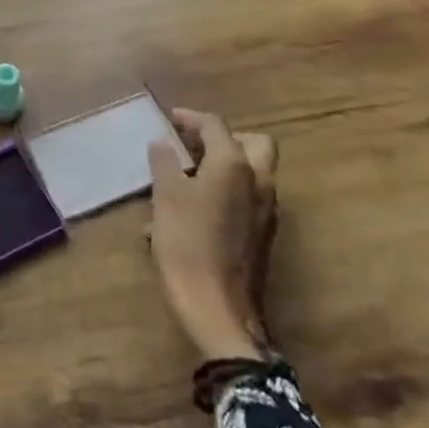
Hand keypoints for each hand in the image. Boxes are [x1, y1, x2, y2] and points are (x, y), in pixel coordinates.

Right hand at [148, 109, 278, 361]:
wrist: (218, 309)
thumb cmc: (188, 244)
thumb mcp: (165, 197)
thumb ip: (164, 163)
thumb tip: (163, 144)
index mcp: (235, 165)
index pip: (215, 127)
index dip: (191, 118)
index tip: (170, 118)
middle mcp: (258, 182)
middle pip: (253, 143)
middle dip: (224, 138)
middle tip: (193, 145)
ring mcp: (265, 210)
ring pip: (252, 172)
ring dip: (225, 165)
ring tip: (186, 177)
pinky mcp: (262, 235)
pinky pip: (247, 198)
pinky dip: (226, 190)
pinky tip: (193, 210)